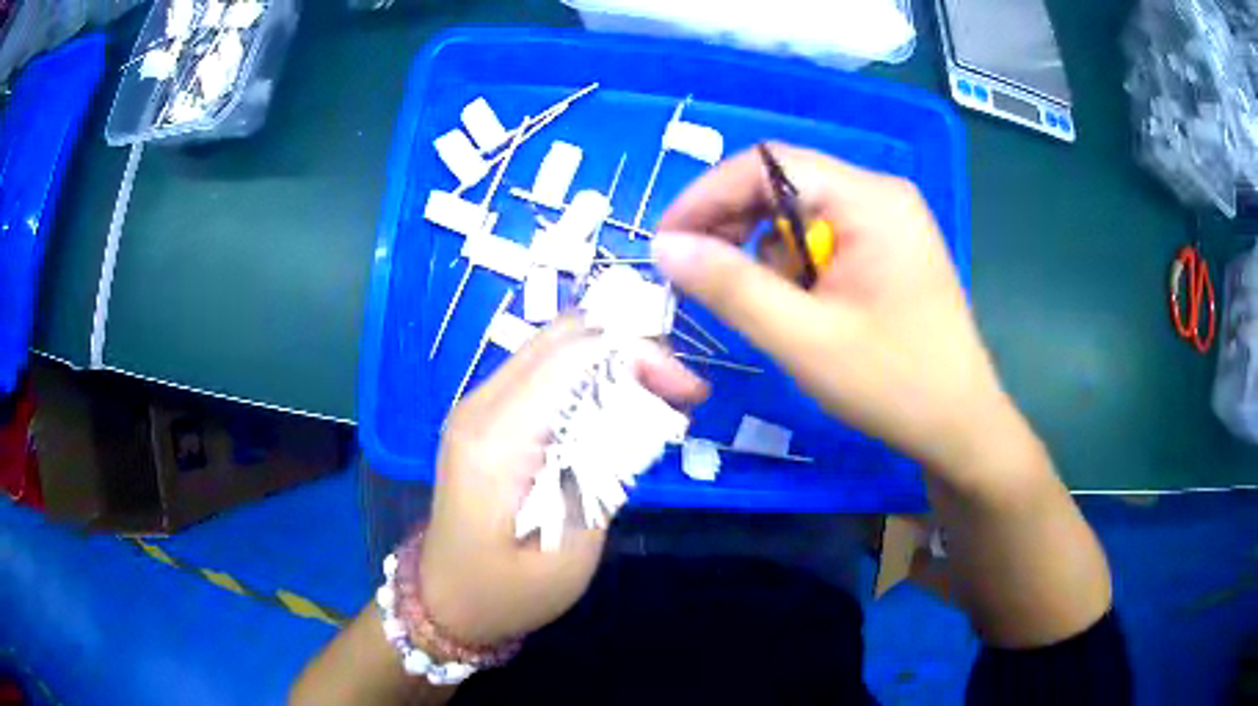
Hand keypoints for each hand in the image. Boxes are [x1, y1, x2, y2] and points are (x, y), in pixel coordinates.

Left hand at [417, 317, 707, 647]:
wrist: (448, 599)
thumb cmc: (508, 592)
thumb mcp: (570, 553)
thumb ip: (601, 475)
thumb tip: (638, 411)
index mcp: (496, 441)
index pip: (572, 357)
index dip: (638, 356)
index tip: (688, 391)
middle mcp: (479, 406)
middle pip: (562, 337)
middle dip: (631, 349)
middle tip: (679, 390)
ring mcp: (475, 406)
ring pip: (552, 347)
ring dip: (611, 358)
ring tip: (659, 395)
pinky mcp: (482, 416)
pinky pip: (541, 372)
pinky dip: (587, 374)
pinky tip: (618, 403)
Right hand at [655, 144, 1007, 474]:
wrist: (959, 427)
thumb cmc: (893, 383)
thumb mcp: (803, 338)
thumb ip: (730, 287)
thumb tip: (664, 247)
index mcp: (869, 199)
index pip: (767, 164)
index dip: (707, 196)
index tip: (667, 243)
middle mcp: (880, 195)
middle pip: (784, 185)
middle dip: (734, 227)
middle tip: (699, 277)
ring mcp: (889, 222)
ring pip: (800, 215)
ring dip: (766, 254)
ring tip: (766, 308)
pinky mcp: (889, 250)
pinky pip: (824, 239)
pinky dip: (795, 269)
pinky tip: (799, 310)